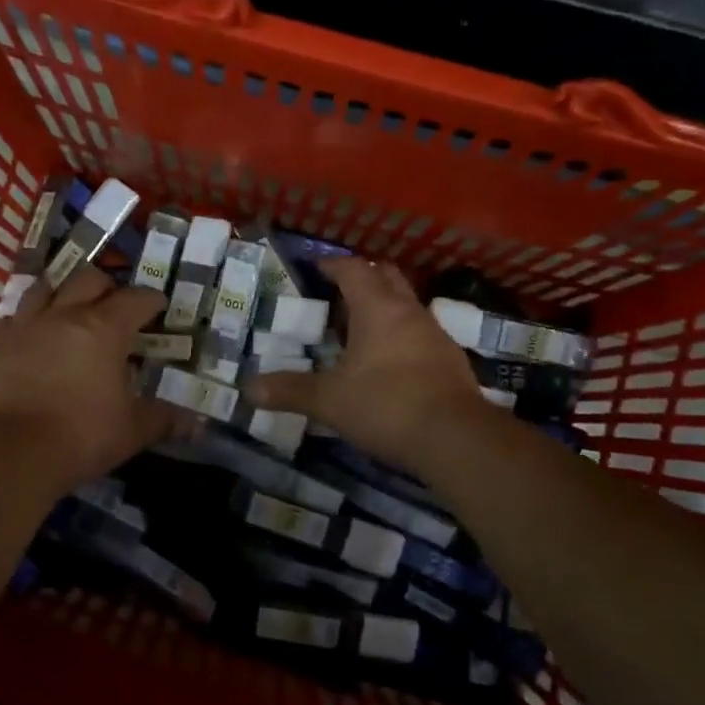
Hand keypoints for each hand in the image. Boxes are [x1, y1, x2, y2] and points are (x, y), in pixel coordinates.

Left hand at [0, 265, 184, 491]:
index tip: (159, 306)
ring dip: (64, 291)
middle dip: (108, 286)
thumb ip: (163, 419)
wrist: (10, 452)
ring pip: (46, 286)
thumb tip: (197, 423)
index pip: (136, 299)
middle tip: (116, 305)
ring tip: (71, 307)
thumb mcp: (132, 431)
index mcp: (105, 328)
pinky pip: (14, 316)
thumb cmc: (81, 436)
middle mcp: (65, 314)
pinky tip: (33, 335)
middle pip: (89, 278)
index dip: (151, 300)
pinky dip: (29, 319)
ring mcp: (25, 324)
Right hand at [242, 258, 491, 469]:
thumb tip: (248, 389)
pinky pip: (419, 334)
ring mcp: (435, 335)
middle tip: (337, 293)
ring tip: (357, 330)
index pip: (354, 269)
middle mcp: (409, 312)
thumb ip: (290, 391)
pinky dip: (400, 336)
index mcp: (378, 309)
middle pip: (387, 277)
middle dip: (363, 277)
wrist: (457, 439)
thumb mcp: (329, 400)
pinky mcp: (450, 360)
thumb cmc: (386, 405)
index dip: (332, 264)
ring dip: (383, 308)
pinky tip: (386, 363)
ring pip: (406, 306)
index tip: (315, 267)